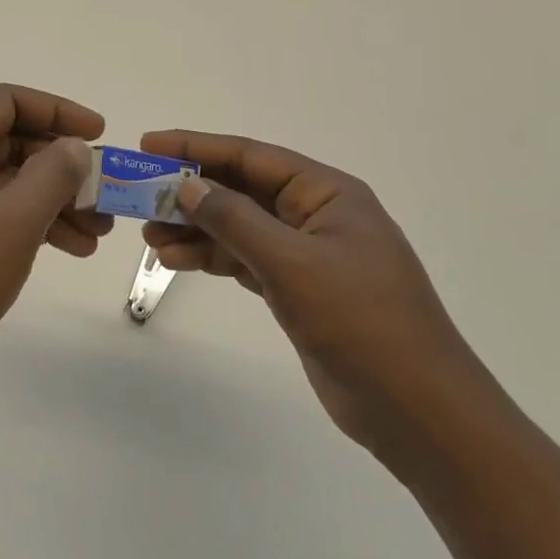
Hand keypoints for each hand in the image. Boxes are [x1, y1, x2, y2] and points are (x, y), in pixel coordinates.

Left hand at [0, 85, 112, 424]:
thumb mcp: (11, 223)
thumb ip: (51, 175)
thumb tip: (74, 147)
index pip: (5, 103)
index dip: (55, 109)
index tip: (98, 132)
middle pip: (13, 145)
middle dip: (63, 164)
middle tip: (107, 190)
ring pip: (13, 186)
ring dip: (58, 200)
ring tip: (102, 228)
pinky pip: (5, 220)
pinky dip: (40, 227)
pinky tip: (76, 248)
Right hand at [141, 131, 482, 455]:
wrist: (418, 412)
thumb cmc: (361, 322)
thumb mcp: (292, 264)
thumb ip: (235, 220)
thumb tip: (187, 185)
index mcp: (326, 193)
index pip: (251, 156)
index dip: (197, 147)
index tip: (149, 146)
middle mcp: (316, 215)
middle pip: (242, 190)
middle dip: (191, 192)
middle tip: (141, 200)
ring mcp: (308, 255)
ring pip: (240, 227)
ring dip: (196, 229)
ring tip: (150, 238)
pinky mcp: (300, 290)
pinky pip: (246, 259)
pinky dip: (213, 258)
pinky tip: (178, 261)